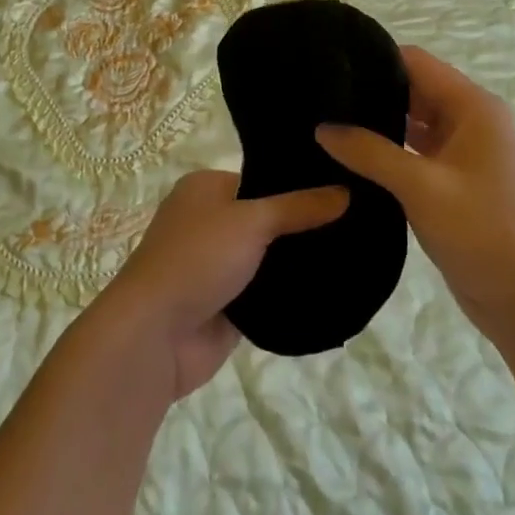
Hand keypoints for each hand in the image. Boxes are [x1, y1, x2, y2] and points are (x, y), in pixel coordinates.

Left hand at [96, 170, 347, 397]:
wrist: (155, 336)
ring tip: (355, 251)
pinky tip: (333, 286)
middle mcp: (209, 221)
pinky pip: (266, 292)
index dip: (299, 183)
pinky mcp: (227, 305)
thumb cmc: (196, 259)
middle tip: (359, 221)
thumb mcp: (251, 220)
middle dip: (304, 224)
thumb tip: (347, 191)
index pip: (262, 178)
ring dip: (298, 261)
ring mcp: (217, 265)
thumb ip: (299, 207)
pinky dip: (290, 292)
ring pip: (269, 257)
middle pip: (267, 217)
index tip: (344, 186)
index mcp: (205, 188)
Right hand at [316, 48, 514, 346]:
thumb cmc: (482, 233)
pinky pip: (416, 149)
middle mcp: (471, 119)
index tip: (330, 65)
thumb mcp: (421, 188)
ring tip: (328, 122)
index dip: (375, 59)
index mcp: (474, 107)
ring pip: (413, 120)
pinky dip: (389, 149)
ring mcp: (464, 150)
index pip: (416, 62)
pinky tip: (351, 156)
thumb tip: (322, 127)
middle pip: (414, 88)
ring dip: (379, 121)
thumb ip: (370, 153)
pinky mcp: (454, 178)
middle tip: (321, 97)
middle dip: (372, 91)